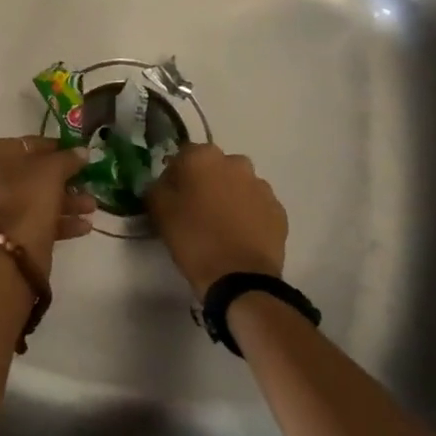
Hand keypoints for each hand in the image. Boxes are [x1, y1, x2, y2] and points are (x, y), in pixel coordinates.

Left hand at [0, 136, 95, 280]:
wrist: (5, 258)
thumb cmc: (26, 199)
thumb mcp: (52, 171)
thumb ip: (68, 158)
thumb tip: (82, 151)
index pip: (30, 143)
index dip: (57, 148)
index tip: (80, 155)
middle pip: (33, 173)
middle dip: (65, 180)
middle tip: (90, 183)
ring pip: (35, 198)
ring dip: (66, 201)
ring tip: (92, 208)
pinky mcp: (4, 235)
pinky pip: (33, 221)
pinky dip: (58, 221)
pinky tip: (84, 227)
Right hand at [146, 142, 287, 297]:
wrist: (240, 279)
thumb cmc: (194, 239)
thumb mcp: (159, 211)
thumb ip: (157, 187)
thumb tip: (164, 182)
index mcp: (203, 156)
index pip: (183, 156)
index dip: (176, 176)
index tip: (172, 197)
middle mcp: (235, 162)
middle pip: (214, 167)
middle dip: (206, 183)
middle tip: (197, 211)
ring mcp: (261, 186)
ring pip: (238, 185)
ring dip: (229, 197)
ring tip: (221, 226)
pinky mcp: (278, 210)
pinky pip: (257, 206)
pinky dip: (249, 215)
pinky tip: (240, 236)